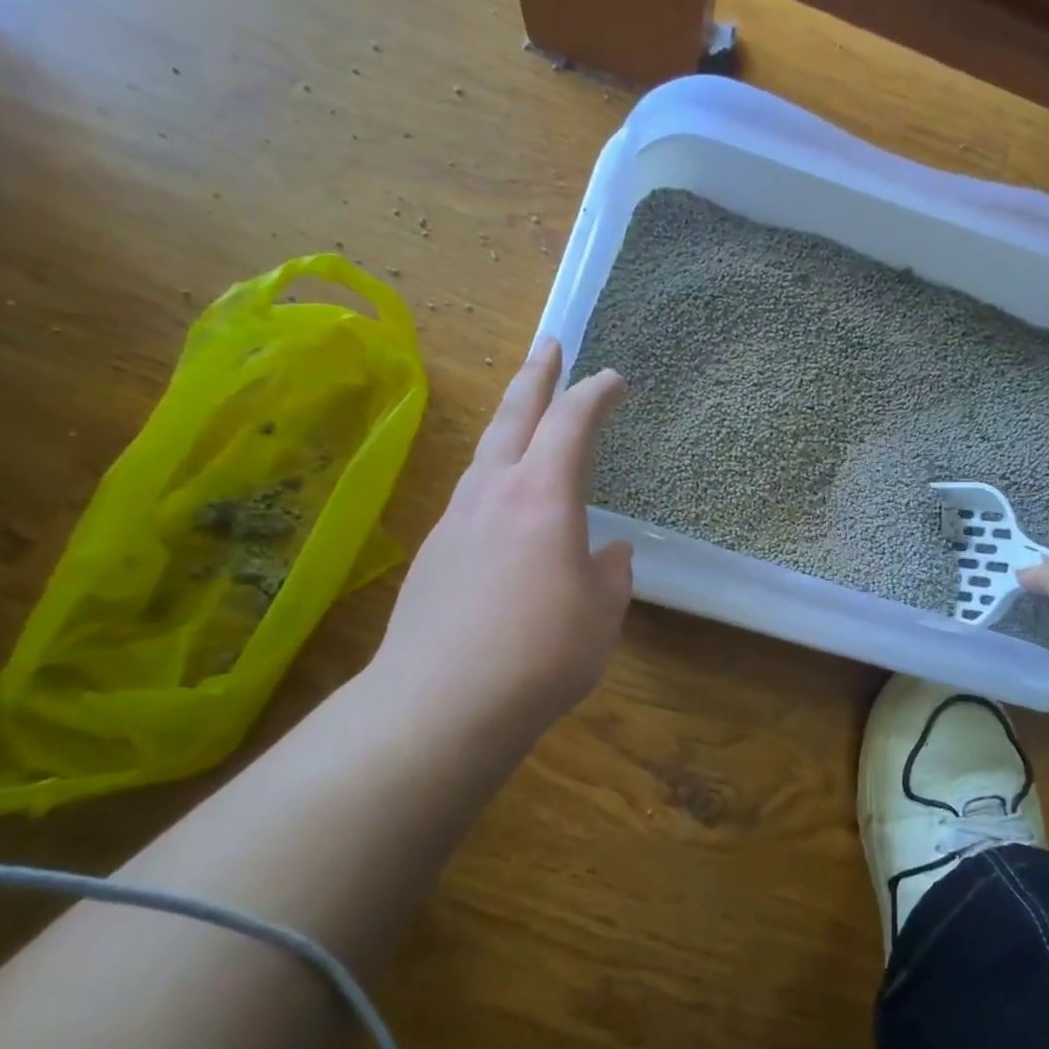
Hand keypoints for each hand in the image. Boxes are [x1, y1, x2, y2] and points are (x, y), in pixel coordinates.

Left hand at [372, 338, 632, 746]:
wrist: (440, 704)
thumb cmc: (541, 652)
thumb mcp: (601, 614)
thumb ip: (609, 575)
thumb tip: (609, 553)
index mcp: (542, 496)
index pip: (571, 424)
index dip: (595, 394)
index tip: (614, 379)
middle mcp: (493, 493)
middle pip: (513, 416)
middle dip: (535, 375)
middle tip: (549, 344)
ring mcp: (455, 521)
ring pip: (485, 455)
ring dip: (509, 426)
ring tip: (525, 420)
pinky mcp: (433, 555)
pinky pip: (471, 498)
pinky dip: (494, 482)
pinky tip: (504, 512)